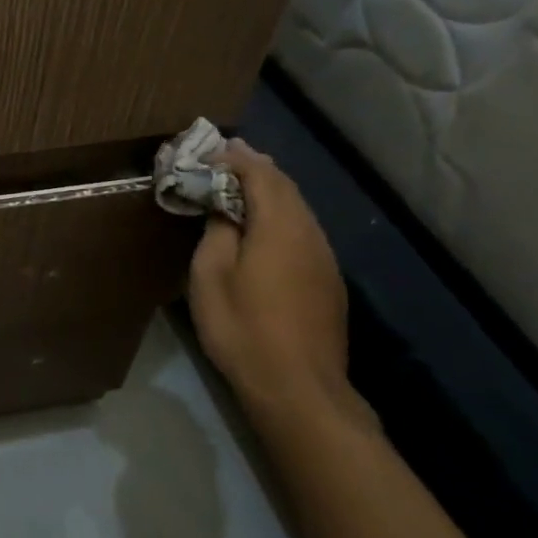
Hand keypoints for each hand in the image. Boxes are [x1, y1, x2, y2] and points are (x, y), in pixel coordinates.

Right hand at [188, 141, 351, 419]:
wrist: (298, 386)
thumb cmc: (243, 328)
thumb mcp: (211, 276)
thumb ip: (218, 232)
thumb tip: (225, 210)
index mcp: (279, 226)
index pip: (260, 174)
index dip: (235, 158)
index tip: (209, 150)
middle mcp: (310, 233)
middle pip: (285, 187)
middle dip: (256, 167)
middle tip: (227, 155)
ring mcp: (324, 258)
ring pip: (298, 208)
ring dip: (271, 190)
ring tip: (243, 183)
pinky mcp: (328, 281)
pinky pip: (303, 231)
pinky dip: (281, 215)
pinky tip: (265, 226)